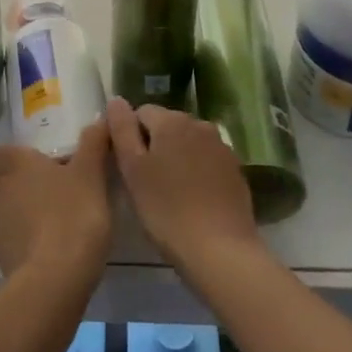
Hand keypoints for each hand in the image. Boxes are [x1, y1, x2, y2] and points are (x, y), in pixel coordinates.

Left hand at [0, 120, 112, 287]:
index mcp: (15, 164)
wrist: (54, 279)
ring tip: (48, 217)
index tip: (39, 162)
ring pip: (0, 209)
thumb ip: (94, 144)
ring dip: (16, 210)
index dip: (15, 155)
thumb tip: (100, 119)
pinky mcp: (0, 255)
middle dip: (14, 182)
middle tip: (46, 187)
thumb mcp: (91, 174)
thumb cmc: (72, 215)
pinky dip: (21, 237)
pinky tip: (46, 245)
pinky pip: (7, 238)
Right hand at [107, 98, 261, 275]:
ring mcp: (221, 146)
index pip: (141, 113)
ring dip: (176, 157)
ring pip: (188, 143)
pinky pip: (207, 160)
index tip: (129, 167)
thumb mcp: (132, 170)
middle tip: (147, 182)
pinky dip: (197, 171)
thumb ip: (121, 130)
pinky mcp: (235, 170)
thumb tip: (116, 100)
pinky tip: (193, 199)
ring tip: (170, 192)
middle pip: (166, 125)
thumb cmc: (167, 210)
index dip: (130, 137)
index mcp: (171, 120)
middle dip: (154, 145)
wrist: (221, 251)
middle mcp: (199, 124)